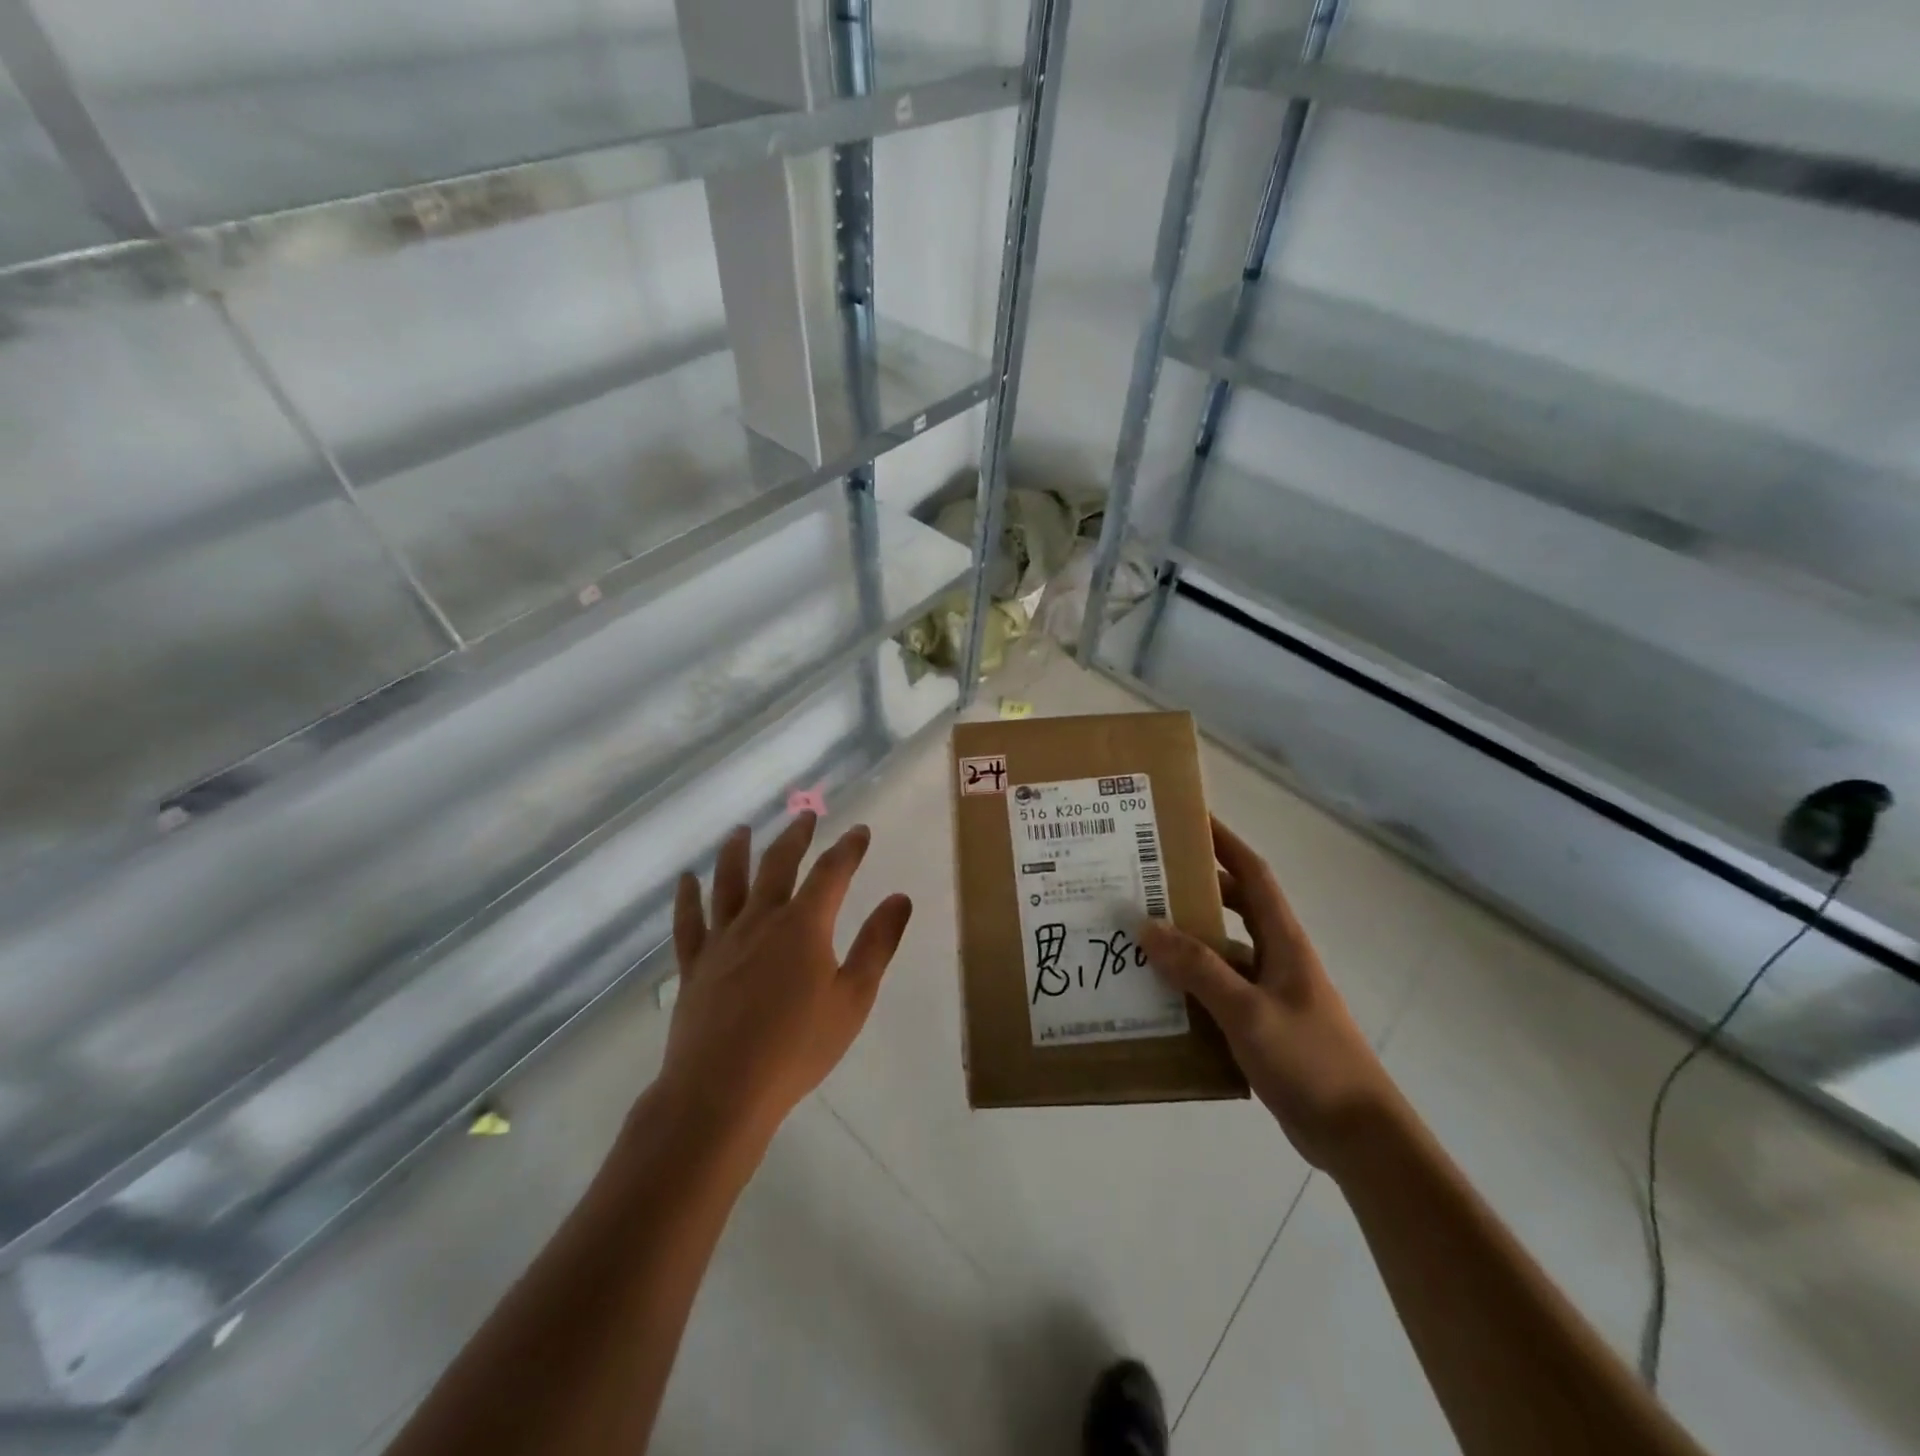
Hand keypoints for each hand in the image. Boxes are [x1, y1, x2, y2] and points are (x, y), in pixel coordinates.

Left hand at [658, 814, 912, 1144]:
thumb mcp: (853, 998)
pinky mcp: (695, 965)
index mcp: (804, 925)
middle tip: (805, 816)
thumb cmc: (798, 1047)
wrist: (722, 1090)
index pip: (831, 873)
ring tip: (741, 830)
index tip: (859, 831)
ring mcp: (722, 940)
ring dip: (737, 852)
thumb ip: (877, 944)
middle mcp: (761, 920)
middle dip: (795, 836)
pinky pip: (688, 922)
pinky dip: (687, 898)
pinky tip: (686, 880)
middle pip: (778, 865)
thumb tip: (899, 898)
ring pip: (728, 883)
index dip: (848, 849)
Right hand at [1140, 816, 1394, 1170]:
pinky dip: (1190, 986)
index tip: (1190, 820)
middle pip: (1233, 908)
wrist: (1357, 1137)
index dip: (1225, 843)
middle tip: (1146, 879)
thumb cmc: (1310, 1061)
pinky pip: (1218, 992)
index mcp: (1283, 941)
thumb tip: (1146, 926)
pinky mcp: (1261, 1025)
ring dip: (1186, 942)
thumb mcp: (1247, 1011)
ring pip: (1221, 952)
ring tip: (1137, 935)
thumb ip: (1197, 968)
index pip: (1253, 874)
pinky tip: (1156, 995)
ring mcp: (1270, 993)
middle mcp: (1277, 958)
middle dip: (1195, 889)